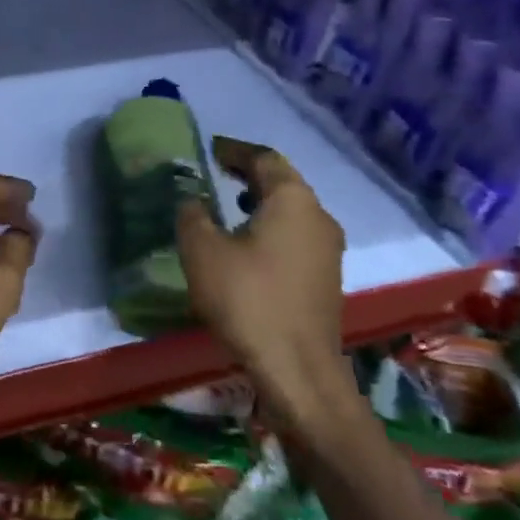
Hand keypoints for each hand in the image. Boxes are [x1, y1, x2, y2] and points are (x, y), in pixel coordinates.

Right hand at [176, 137, 349, 413]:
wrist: (298, 370)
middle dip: (249, 174)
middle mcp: (318, 217)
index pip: (265, 158)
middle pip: (283, 183)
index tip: (211, 148)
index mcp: (292, 200)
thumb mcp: (203, 251)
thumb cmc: (248, 300)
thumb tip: (191, 199)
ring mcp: (328, 250)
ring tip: (228, 206)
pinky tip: (247, 246)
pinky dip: (271, 228)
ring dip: (261, 203)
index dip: (235, 150)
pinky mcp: (325, 278)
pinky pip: (296, 236)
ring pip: (292, 211)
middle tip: (217, 172)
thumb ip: (192, 215)